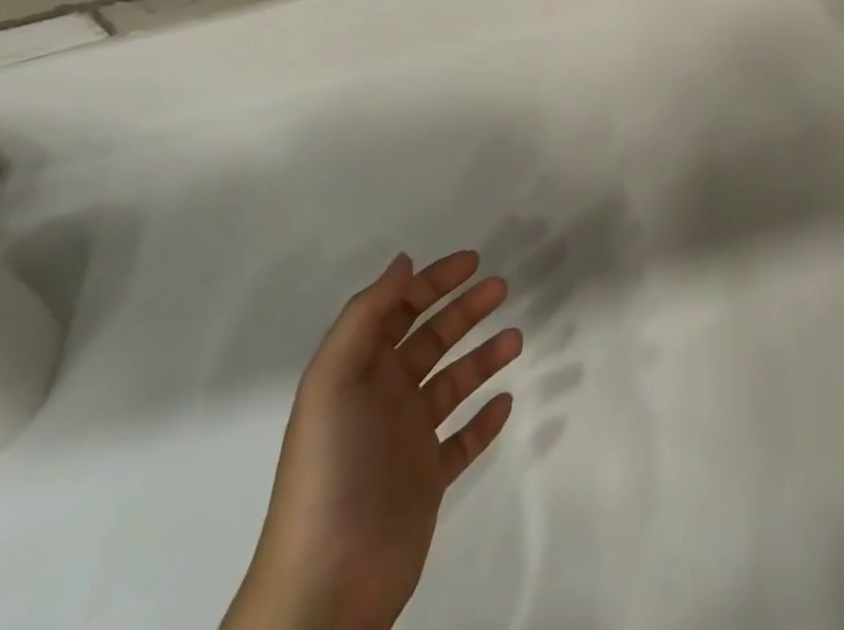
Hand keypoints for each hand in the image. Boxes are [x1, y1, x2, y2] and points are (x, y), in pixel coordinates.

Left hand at [225, 251, 521, 629]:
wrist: (327, 583)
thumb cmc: (331, 466)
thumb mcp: (334, 378)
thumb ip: (367, 314)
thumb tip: (403, 261)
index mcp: (359, 370)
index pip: (399, 310)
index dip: (433, 282)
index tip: (472, 261)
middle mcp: (383, 396)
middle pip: (431, 339)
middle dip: (464, 309)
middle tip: (502, 287)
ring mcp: (406, 439)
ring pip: (453, 383)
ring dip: (483, 356)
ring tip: (516, 338)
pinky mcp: (427, 480)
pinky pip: (463, 440)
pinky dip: (484, 419)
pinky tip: (506, 402)